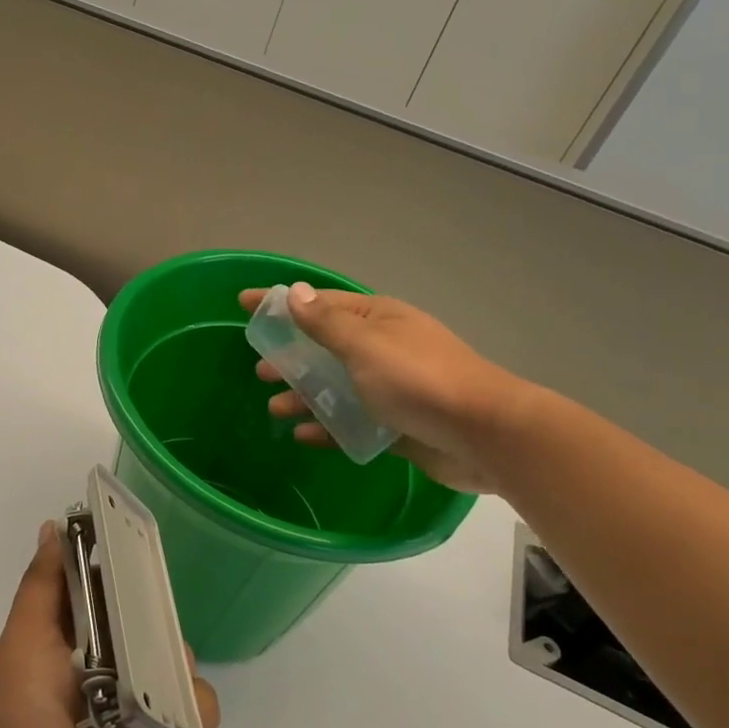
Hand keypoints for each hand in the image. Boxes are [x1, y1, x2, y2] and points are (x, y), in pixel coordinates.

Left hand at [0, 526, 219, 727]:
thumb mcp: (21, 650)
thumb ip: (40, 589)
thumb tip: (53, 527)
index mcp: (71, 651)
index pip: (102, 592)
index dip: (114, 564)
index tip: (131, 533)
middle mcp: (112, 675)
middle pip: (146, 619)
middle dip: (150, 607)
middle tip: (146, 605)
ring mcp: (148, 712)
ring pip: (179, 656)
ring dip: (167, 658)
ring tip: (142, 687)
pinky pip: (202, 706)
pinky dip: (189, 707)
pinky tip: (162, 726)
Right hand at [240, 283, 531, 493]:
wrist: (485, 435)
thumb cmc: (418, 379)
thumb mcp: (365, 346)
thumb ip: (326, 323)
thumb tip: (296, 291)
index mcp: (376, 320)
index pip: (318, 303)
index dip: (280, 302)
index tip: (243, 304)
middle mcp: (382, 348)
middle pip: (325, 347)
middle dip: (290, 356)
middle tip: (260, 369)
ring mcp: (391, 387)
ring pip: (336, 386)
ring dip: (304, 394)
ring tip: (276, 407)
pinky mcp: (397, 424)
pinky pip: (352, 421)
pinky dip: (327, 425)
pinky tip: (303, 436)